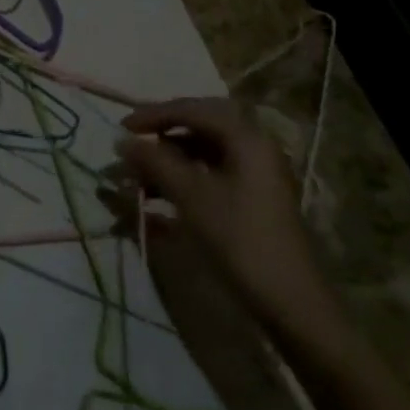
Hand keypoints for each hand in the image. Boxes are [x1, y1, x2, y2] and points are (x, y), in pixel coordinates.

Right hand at [116, 97, 341, 341]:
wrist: (289, 300)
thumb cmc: (240, 239)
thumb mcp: (192, 197)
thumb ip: (155, 163)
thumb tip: (122, 141)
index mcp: (246, 137)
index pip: (192, 109)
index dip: (153, 115)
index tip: (120, 128)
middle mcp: (253, 146)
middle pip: (199, 126)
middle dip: (160, 134)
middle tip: (130, 144)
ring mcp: (254, 173)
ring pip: (202, 151)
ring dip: (168, 159)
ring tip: (135, 176)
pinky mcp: (250, 197)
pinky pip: (209, 174)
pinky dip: (181, 178)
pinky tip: (156, 196)